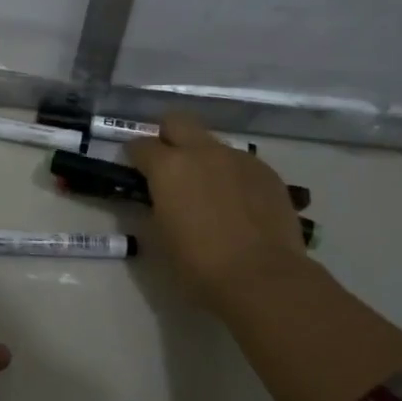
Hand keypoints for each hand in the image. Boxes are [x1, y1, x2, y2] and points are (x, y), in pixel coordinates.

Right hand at [127, 112, 312, 316]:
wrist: (263, 277)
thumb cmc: (199, 264)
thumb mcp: (159, 238)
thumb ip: (154, 208)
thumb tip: (158, 199)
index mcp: (169, 167)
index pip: (140, 145)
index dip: (134, 156)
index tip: (135, 170)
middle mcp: (203, 152)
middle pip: (177, 122)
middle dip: (167, 136)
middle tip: (167, 164)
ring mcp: (239, 158)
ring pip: (213, 144)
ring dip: (203, 158)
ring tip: (208, 191)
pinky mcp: (267, 172)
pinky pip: (241, 164)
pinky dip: (232, 176)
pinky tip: (238, 204)